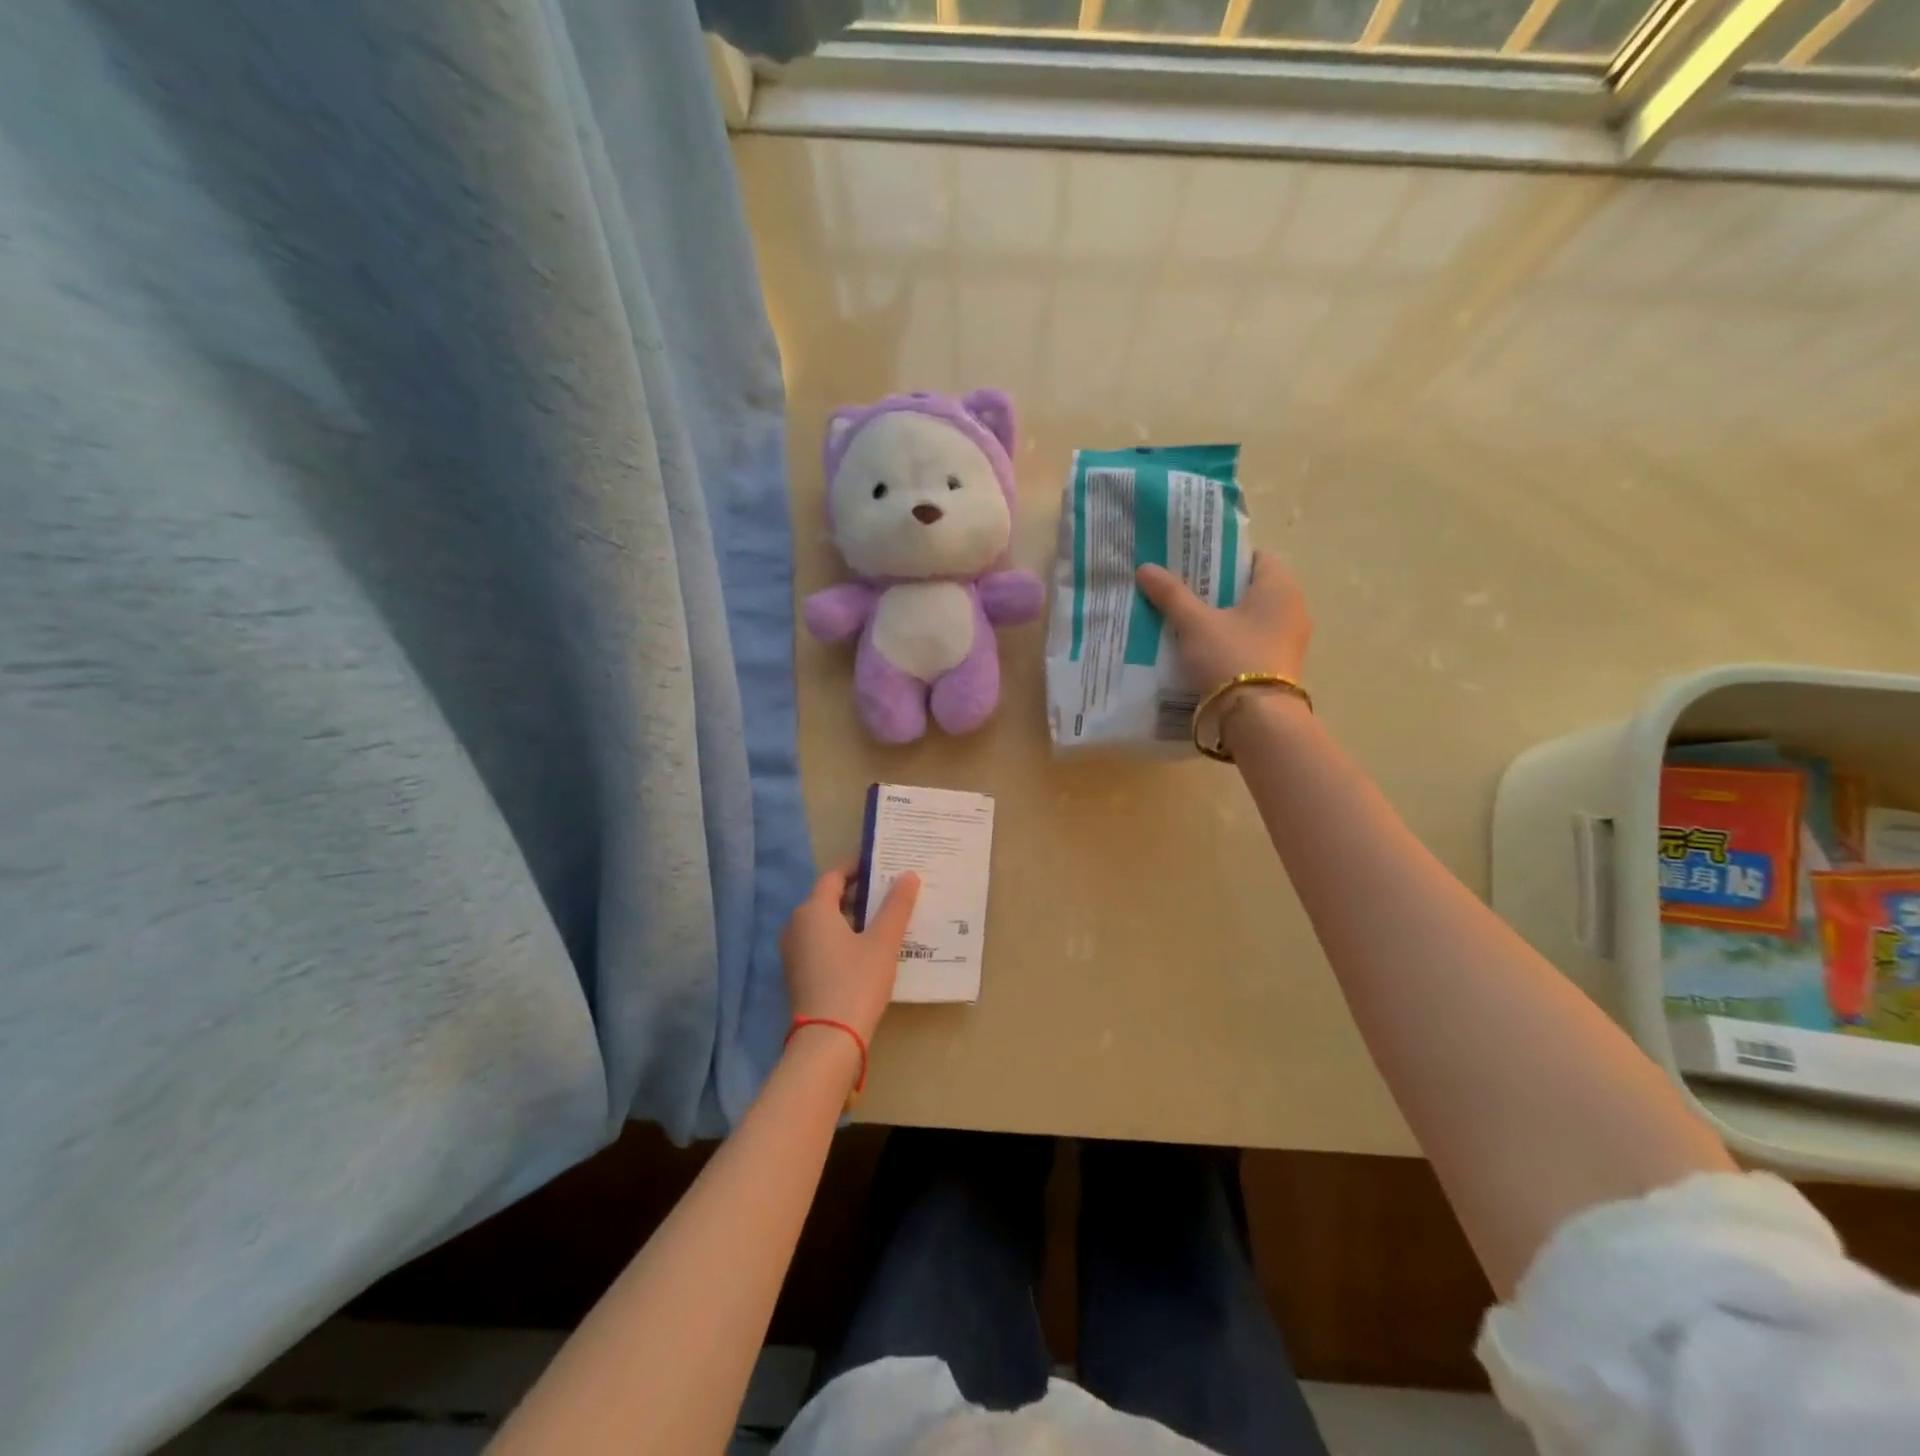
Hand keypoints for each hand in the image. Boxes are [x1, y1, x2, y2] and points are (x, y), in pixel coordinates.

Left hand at [780, 866, 920, 1046]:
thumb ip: (896, 906)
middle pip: (827, 898)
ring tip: (882, 921)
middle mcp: (796, 925)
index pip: (834, 875)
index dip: (858, 868)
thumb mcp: (883, 942)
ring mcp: (793, 951)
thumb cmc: (856, 982)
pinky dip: (840, 938)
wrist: (828, 1040)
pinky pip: (819, 943)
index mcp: (813, 910)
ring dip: (850, 918)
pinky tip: (865, 950)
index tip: (883, 867)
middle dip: (857, 894)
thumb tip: (908, 874)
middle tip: (889, 894)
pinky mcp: (796, 974)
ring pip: (823, 922)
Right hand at [1136, 551, 1311, 689]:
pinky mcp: (1280, 666)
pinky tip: (1203, 650)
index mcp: (1280, 586)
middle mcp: (1292, 608)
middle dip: (1219, 590)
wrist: (1257, 718)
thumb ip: (1171, 594)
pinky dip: (1231, 641)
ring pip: (1251, 618)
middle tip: (1184, 592)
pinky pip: (1252, 642)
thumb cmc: (1230, 657)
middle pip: (1251, 588)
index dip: (1224, 558)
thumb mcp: (1195, 623)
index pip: (1256, 557)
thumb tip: (1145, 567)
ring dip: (1224, 618)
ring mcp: (1289, 640)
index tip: (1195, 566)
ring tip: (1187, 622)